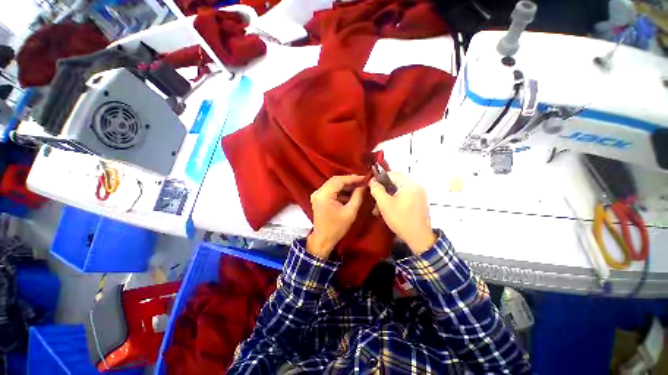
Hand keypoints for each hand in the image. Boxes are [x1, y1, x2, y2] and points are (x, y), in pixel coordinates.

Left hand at [307, 175, 364, 258]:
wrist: (323, 239)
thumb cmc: (337, 228)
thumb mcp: (350, 212)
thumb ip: (357, 196)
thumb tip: (363, 186)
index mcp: (324, 195)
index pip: (339, 180)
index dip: (353, 178)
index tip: (364, 178)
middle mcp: (318, 192)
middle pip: (335, 180)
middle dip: (349, 181)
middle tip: (362, 181)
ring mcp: (317, 194)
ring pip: (333, 184)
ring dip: (345, 185)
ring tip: (358, 186)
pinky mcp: (319, 198)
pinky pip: (331, 190)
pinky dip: (340, 190)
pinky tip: (350, 193)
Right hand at [369, 172, 435, 254]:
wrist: (419, 238)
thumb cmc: (401, 220)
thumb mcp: (385, 204)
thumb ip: (377, 190)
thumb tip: (372, 181)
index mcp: (409, 185)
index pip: (392, 174)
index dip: (379, 178)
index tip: (371, 186)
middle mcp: (416, 186)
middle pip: (395, 182)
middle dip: (383, 189)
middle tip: (375, 199)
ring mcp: (419, 194)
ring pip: (399, 190)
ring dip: (388, 196)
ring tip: (380, 207)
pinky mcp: (419, 201)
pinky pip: (404, 196)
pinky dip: (395, 200)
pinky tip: (389, 209)